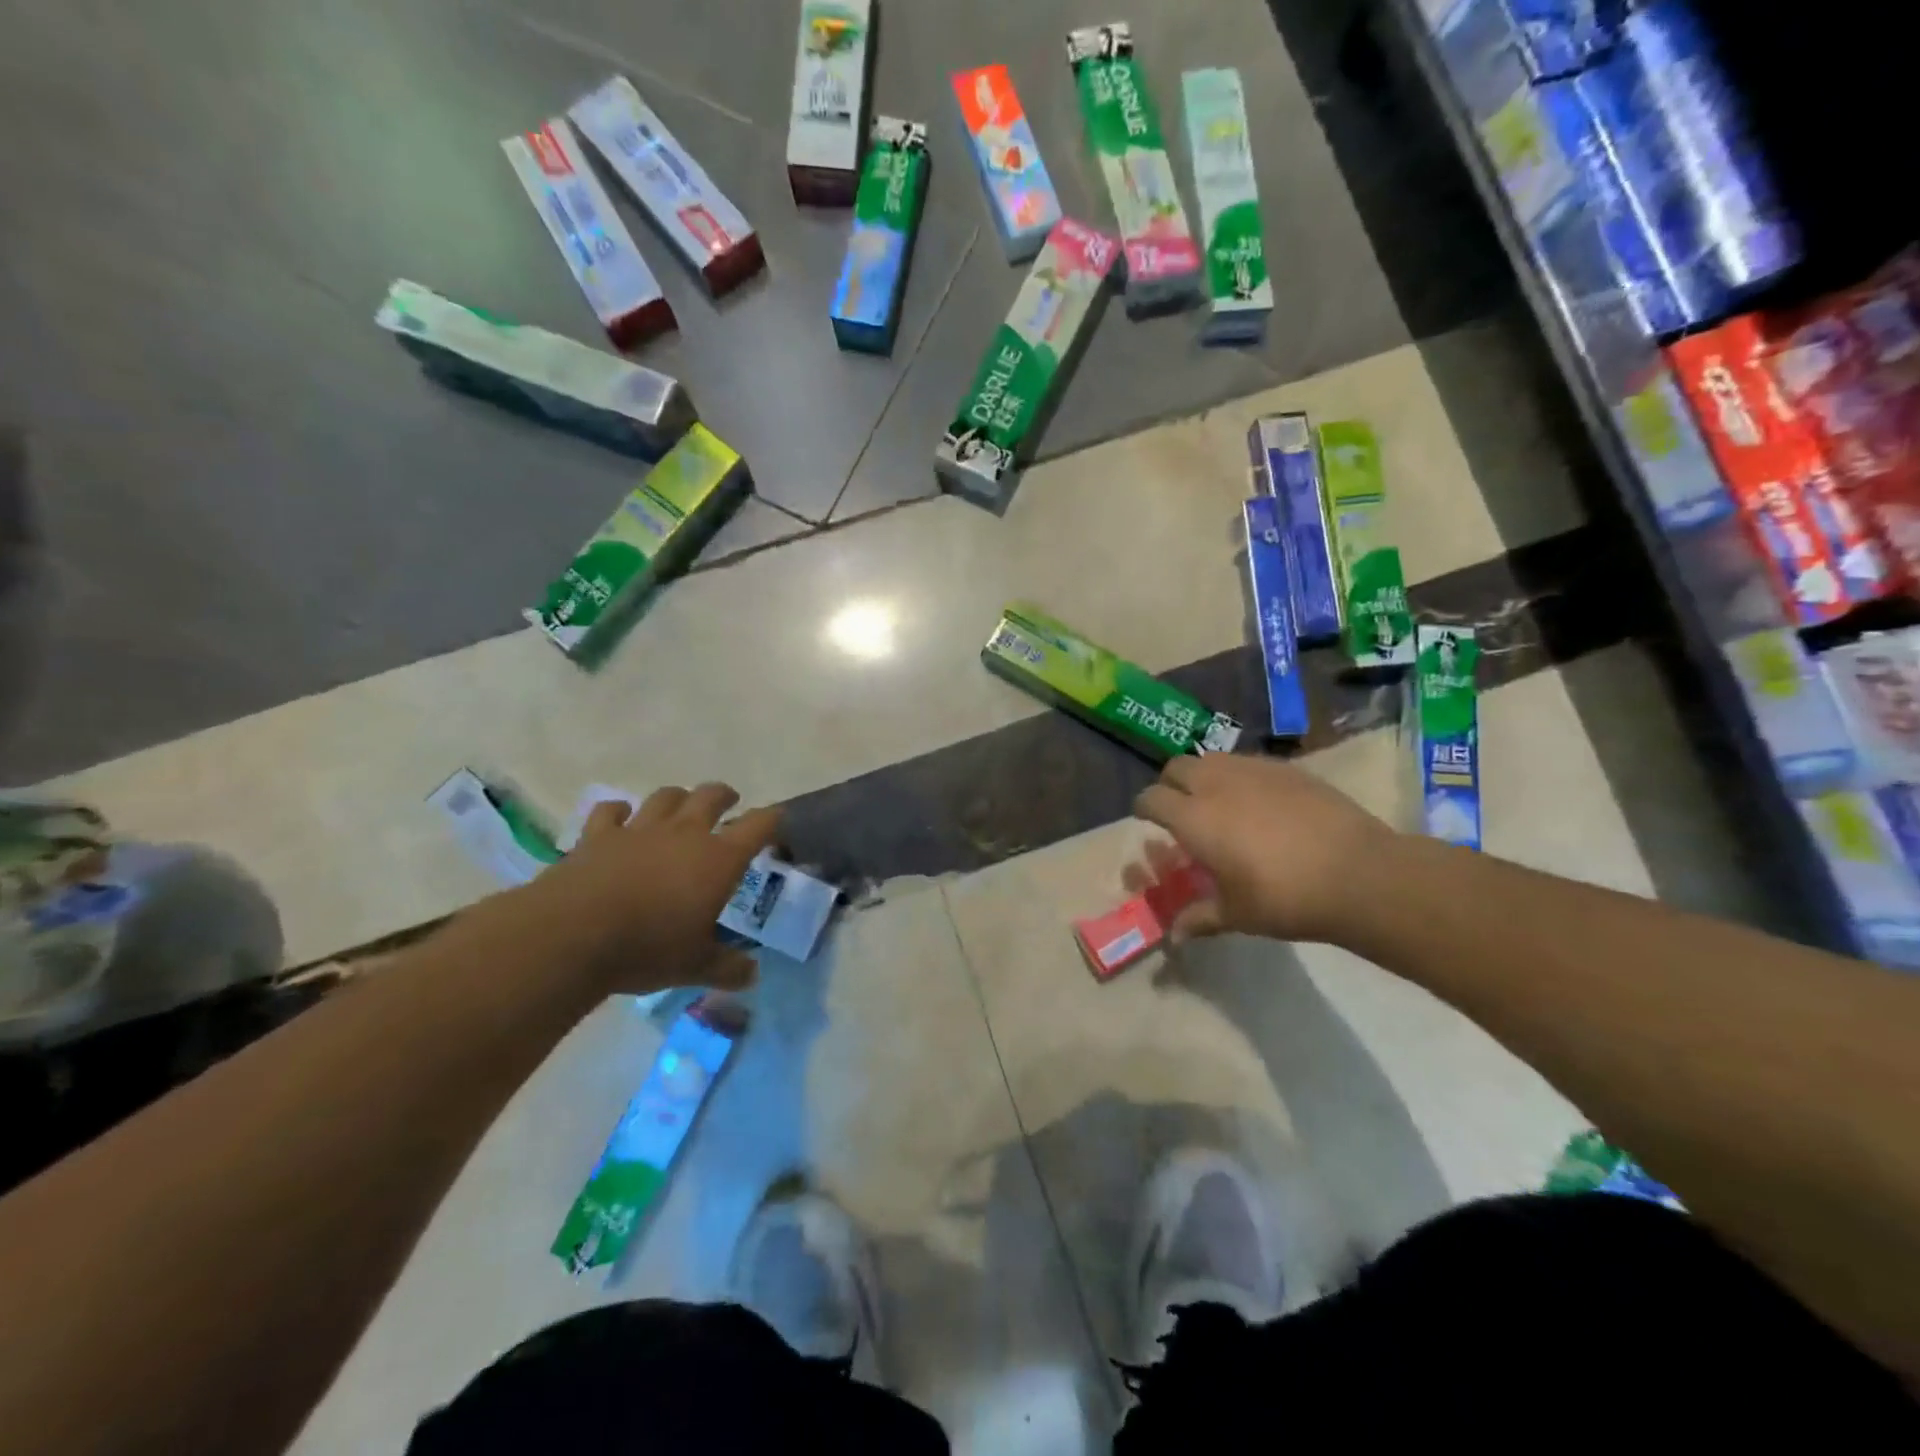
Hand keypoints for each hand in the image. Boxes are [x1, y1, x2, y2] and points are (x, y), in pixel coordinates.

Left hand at [512, 782, 780, 995]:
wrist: (573, 935)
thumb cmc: (648, 948)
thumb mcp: (696, 966)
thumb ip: (729, 968)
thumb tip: (752, 975)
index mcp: (719, 859)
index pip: (758, 825)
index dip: (772, 820)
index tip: (777, 823)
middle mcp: (684, 833)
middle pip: (711, 796)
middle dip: (724, 796)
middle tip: (729, 804)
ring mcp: (640, 829)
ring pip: (666, 797)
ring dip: (678, 798)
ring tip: (680, 807)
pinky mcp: (598, 835)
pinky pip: (612, 811)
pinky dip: (620, 812)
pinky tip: (621, 818)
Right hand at [1131, 756, 1396, 944]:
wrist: (1359, 874)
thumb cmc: (1285, 898)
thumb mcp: (1237, 914)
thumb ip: (1200, 918)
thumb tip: (1174, 937)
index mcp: (1194, 818)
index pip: (1151, 799)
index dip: (1144, 809)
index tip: (1149, 821)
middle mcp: (1216, 784)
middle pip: (1176, 767)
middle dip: (1171, 785)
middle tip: (1182, 810)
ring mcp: (1253, 770)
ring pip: (1212, 759)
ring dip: (1205, 776)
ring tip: (1220, 803)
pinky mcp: (1287, 768)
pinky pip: (1249, 763)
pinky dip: (1241, 777)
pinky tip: (1261, 804)